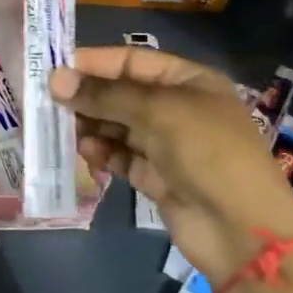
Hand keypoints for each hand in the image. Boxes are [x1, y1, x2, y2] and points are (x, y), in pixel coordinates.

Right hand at [50, 46, 292, 275]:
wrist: (243, 231)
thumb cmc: (207, 153)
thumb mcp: (157, 112)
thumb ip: (104, 95)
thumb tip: (55, 80)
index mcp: (188, 81)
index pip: (132, 61)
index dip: (94, 63)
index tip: (55, 70)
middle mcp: (177, 108)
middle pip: (121, 94)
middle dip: (88, 98)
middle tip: (50, 104)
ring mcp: (168, 145)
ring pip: (117, 126)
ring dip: (92, 127)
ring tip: (66, 131)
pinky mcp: (157, 177)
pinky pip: (121, 157)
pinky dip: (103, 153)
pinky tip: (88, 154)